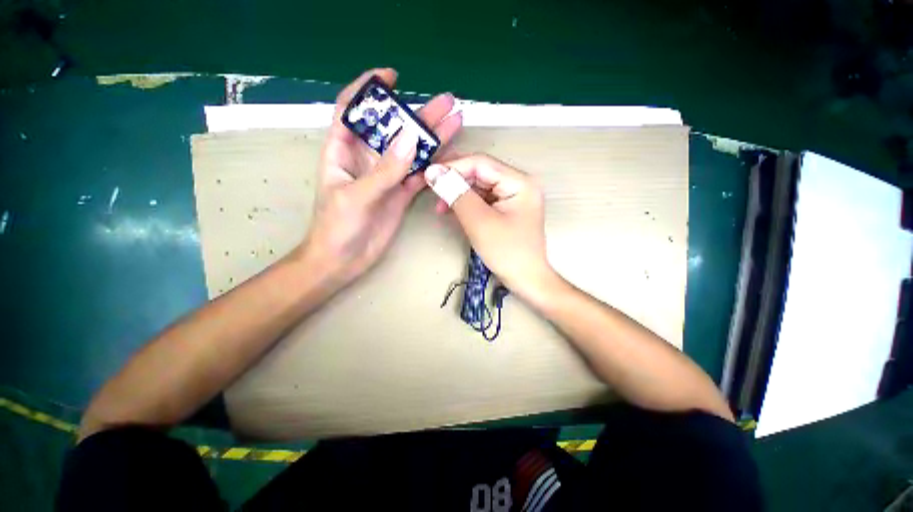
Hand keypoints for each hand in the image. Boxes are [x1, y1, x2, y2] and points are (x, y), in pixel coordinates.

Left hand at [297, 68, 462, 288]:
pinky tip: (449, 154)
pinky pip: (419, 174)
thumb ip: (385, 170)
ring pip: (411, 152)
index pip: (353, 110)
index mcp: (344, 150)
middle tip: (445, 101)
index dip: (370, 90)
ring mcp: (387, 177)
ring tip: (454, 121)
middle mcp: (368, 159)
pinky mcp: (401, 194)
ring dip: (431, 138)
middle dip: (417, 113)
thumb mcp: (356, 196)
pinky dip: (433, 165)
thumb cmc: (337, 226)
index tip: (392, 77)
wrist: (343, 259)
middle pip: (394, 129)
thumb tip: (410, 138)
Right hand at [424, 154, 555, 299]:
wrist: (526, 279)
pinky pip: (483, 199)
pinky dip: (466, 204)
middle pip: (480, 173)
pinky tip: (452, 210)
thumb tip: (433, 173)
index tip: (429, 175)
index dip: (453, 167)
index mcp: (520, 182)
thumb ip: (457, 194)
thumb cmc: (507, 252)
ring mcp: (513, 197)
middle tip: (433, 190)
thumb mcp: (479, 222)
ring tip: (440, 206)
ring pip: (479, 186)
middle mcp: (519, 184)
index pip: (481, 163)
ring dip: (458, 194)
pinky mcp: (507, 208)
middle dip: (455, 181)